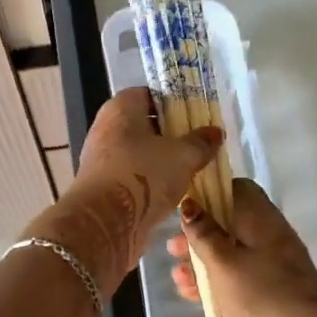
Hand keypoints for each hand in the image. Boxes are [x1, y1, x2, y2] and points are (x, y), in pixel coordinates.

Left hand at [24, 87, 221, 292]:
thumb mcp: (183, 156)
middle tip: (197, 143)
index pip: (148, 94)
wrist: (106, 223)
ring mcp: (101, 159)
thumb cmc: (144, 175)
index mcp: (120, 108)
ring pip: (138, 152)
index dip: (172, 102)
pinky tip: (172, 191)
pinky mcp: (103, 187)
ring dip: (161, 160)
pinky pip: (132, 176)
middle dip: (170, 134)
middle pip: (143, 124)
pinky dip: (150, 181)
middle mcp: (106, 128)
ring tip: (190, 168)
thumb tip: (215, 132)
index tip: (195, 115)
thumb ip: (201, 142)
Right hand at [171, 180, 316, 316]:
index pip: (236, 189)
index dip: (208, 194)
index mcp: (261, 218)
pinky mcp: (273, 293)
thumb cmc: (262, 296)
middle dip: (199, 235)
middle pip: (230, 223)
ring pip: (231, 254)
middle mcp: (269, 236)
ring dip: (203, 263)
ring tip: (178, 278)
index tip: (182, 209)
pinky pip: (239, 279)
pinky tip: (193, 296)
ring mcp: (273, 266)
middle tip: (172, 249)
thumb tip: (190, 204)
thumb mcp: (224, 263)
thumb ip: (204, 234)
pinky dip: (217, 283)